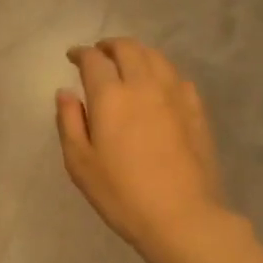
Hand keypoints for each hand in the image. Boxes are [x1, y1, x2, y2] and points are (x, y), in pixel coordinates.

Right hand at [56, 37, 225, 255]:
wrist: (182, 216)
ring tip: (127, 63)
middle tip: (99, 54)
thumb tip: (66, 92)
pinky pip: (176, 76)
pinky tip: (157, 84)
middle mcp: (143, 85)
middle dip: (110, 46)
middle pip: (128, 49)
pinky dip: (161, 70)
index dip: (81, 53)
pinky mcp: (196, 110)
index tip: (73, 57)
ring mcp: (174, 95)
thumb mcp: (80, 163)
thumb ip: (69, 122)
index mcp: (110, 96)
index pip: (94, 60)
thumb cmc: (121, 194)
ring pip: (156, 57)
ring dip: (137, 53)